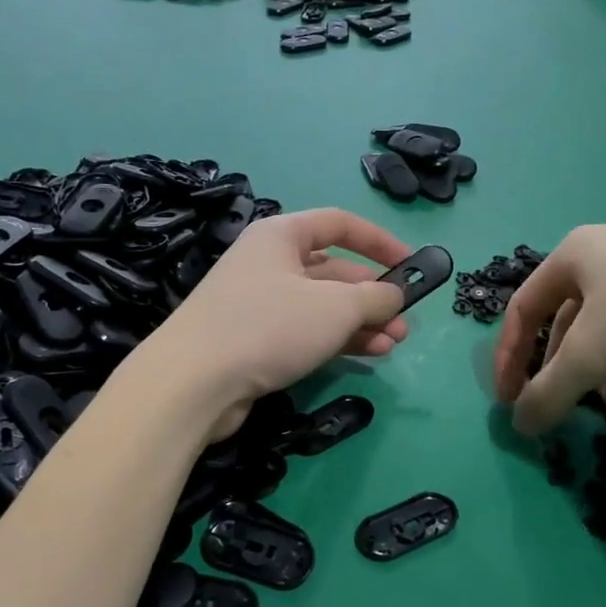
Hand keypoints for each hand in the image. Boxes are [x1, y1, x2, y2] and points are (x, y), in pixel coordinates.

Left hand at [149, 208, 414, 432]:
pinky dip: (338, 339)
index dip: (379, 241)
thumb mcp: (335, 307)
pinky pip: (306, 330)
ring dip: (361, 322)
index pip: (339, 223)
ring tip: (395, 343)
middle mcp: (269, 263)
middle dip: (373, 294)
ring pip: (322, 305)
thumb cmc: (269, 326)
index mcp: (281, 236)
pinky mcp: (255, 340)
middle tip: (404, 320)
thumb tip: (395, 295)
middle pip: (333, 269)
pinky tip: (370, 354)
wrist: (194, 382)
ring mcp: (260, 303)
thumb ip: (375, 296)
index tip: (411, 264)